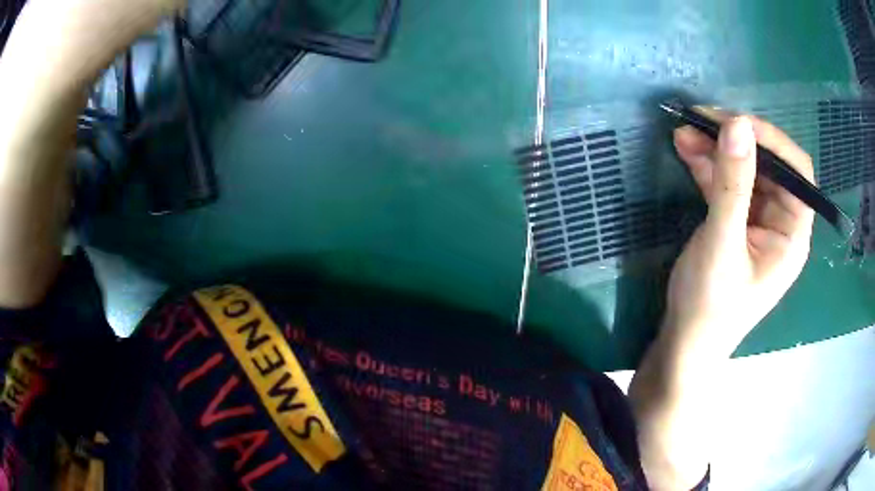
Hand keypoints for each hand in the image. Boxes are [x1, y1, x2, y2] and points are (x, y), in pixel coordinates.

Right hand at [664, 110, 814, 356]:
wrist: (685, 343)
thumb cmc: (710, 305)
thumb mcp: (723, 244)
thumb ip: (732, 185)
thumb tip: (736, 123)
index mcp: (792, 234)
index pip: (797, 173)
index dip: (772, 142)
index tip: (736, 123)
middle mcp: (781, 222)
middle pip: (768, 166)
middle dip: (736, 140)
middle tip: (700, 120)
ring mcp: (758, 221)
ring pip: (745, 170)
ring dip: (717, 149)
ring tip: (684, 132)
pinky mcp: (737, 221)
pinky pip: (727, 184)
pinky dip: (708, 166)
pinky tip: (686, 150)